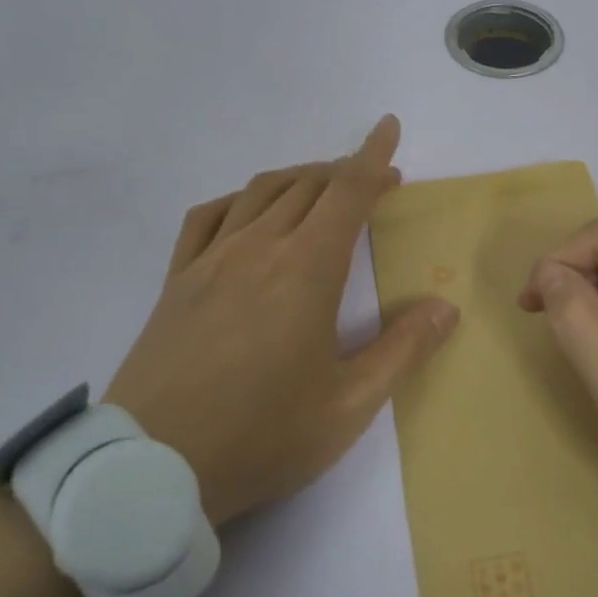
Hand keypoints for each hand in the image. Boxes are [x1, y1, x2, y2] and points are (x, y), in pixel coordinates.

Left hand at [105, 116, 458, 526]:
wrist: (152, 468)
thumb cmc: (262, 436)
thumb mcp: (348, 406)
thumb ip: (402, 350)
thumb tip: (445, 307)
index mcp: (306, 270)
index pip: (347, 192)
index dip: (373, 156)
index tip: (389, 128)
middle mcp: (259, 247)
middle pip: (309, 185)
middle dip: (347, 171)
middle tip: (375, 181)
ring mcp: (211, 259)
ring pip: (261, 191)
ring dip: (300, 177)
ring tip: (323, 187)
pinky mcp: (177, 279)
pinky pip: (208, 215)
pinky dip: (240, 199)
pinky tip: (248, 211)